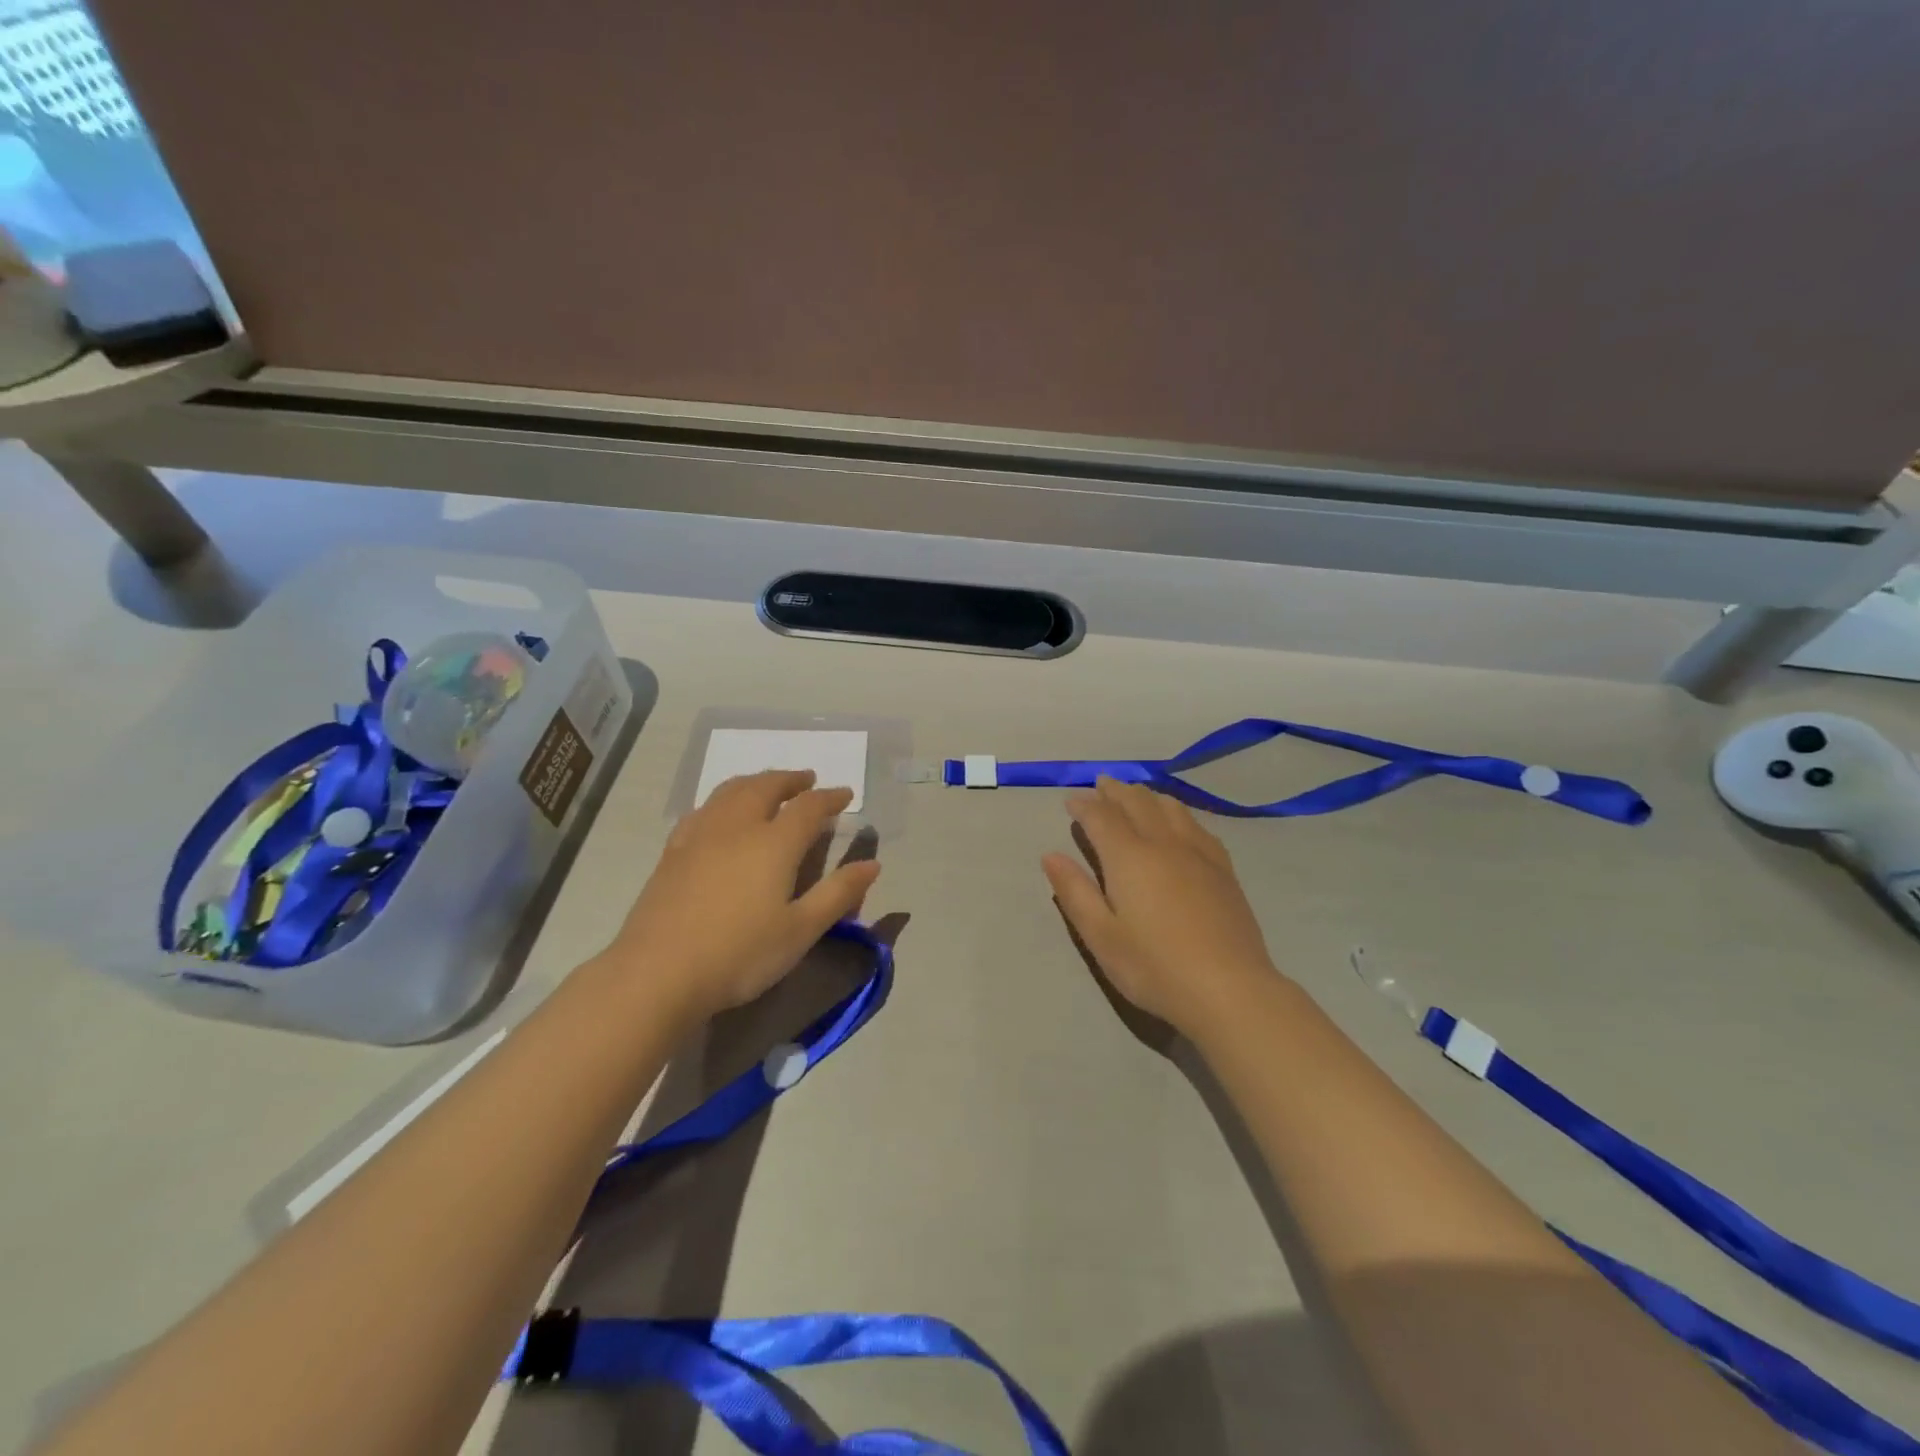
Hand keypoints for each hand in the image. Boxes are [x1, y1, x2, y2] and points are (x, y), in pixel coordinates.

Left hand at [607, 770, 880, 1020]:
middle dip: (790, 779)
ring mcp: (700, 835)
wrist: (658, 973)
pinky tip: (720, 814)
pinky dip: (723, 800)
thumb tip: (872, 864)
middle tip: (807, 779)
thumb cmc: (739, 954)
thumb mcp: (801, 930)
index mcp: (774, 843)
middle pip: (766, 786)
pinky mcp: (673, 851)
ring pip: (731, 791)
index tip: (846, 794)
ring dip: (756, 781)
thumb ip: (838, 894)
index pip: (809, 807)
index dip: (830, 797)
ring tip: (768, 785)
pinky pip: (703, 809)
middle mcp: (737, 827)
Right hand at [1042, 777, 1277, 1032]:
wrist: (1229, 989)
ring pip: (1171, 808)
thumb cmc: (1154, 966)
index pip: (1101, 817)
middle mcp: (1164, 844)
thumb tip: (1051, 856)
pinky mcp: (1223, 869)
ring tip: (1136, 794)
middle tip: (1101, 784)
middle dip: (1115, 791)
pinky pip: (1198, 826)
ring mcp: (1199, 854)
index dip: (1084, 805)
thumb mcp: (1101, 937)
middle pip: (1137, 803)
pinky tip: (1181, 823)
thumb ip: (1075, 892)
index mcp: (1129, 857)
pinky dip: (1179, 813)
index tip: (1071, 800)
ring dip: (1148, 795)